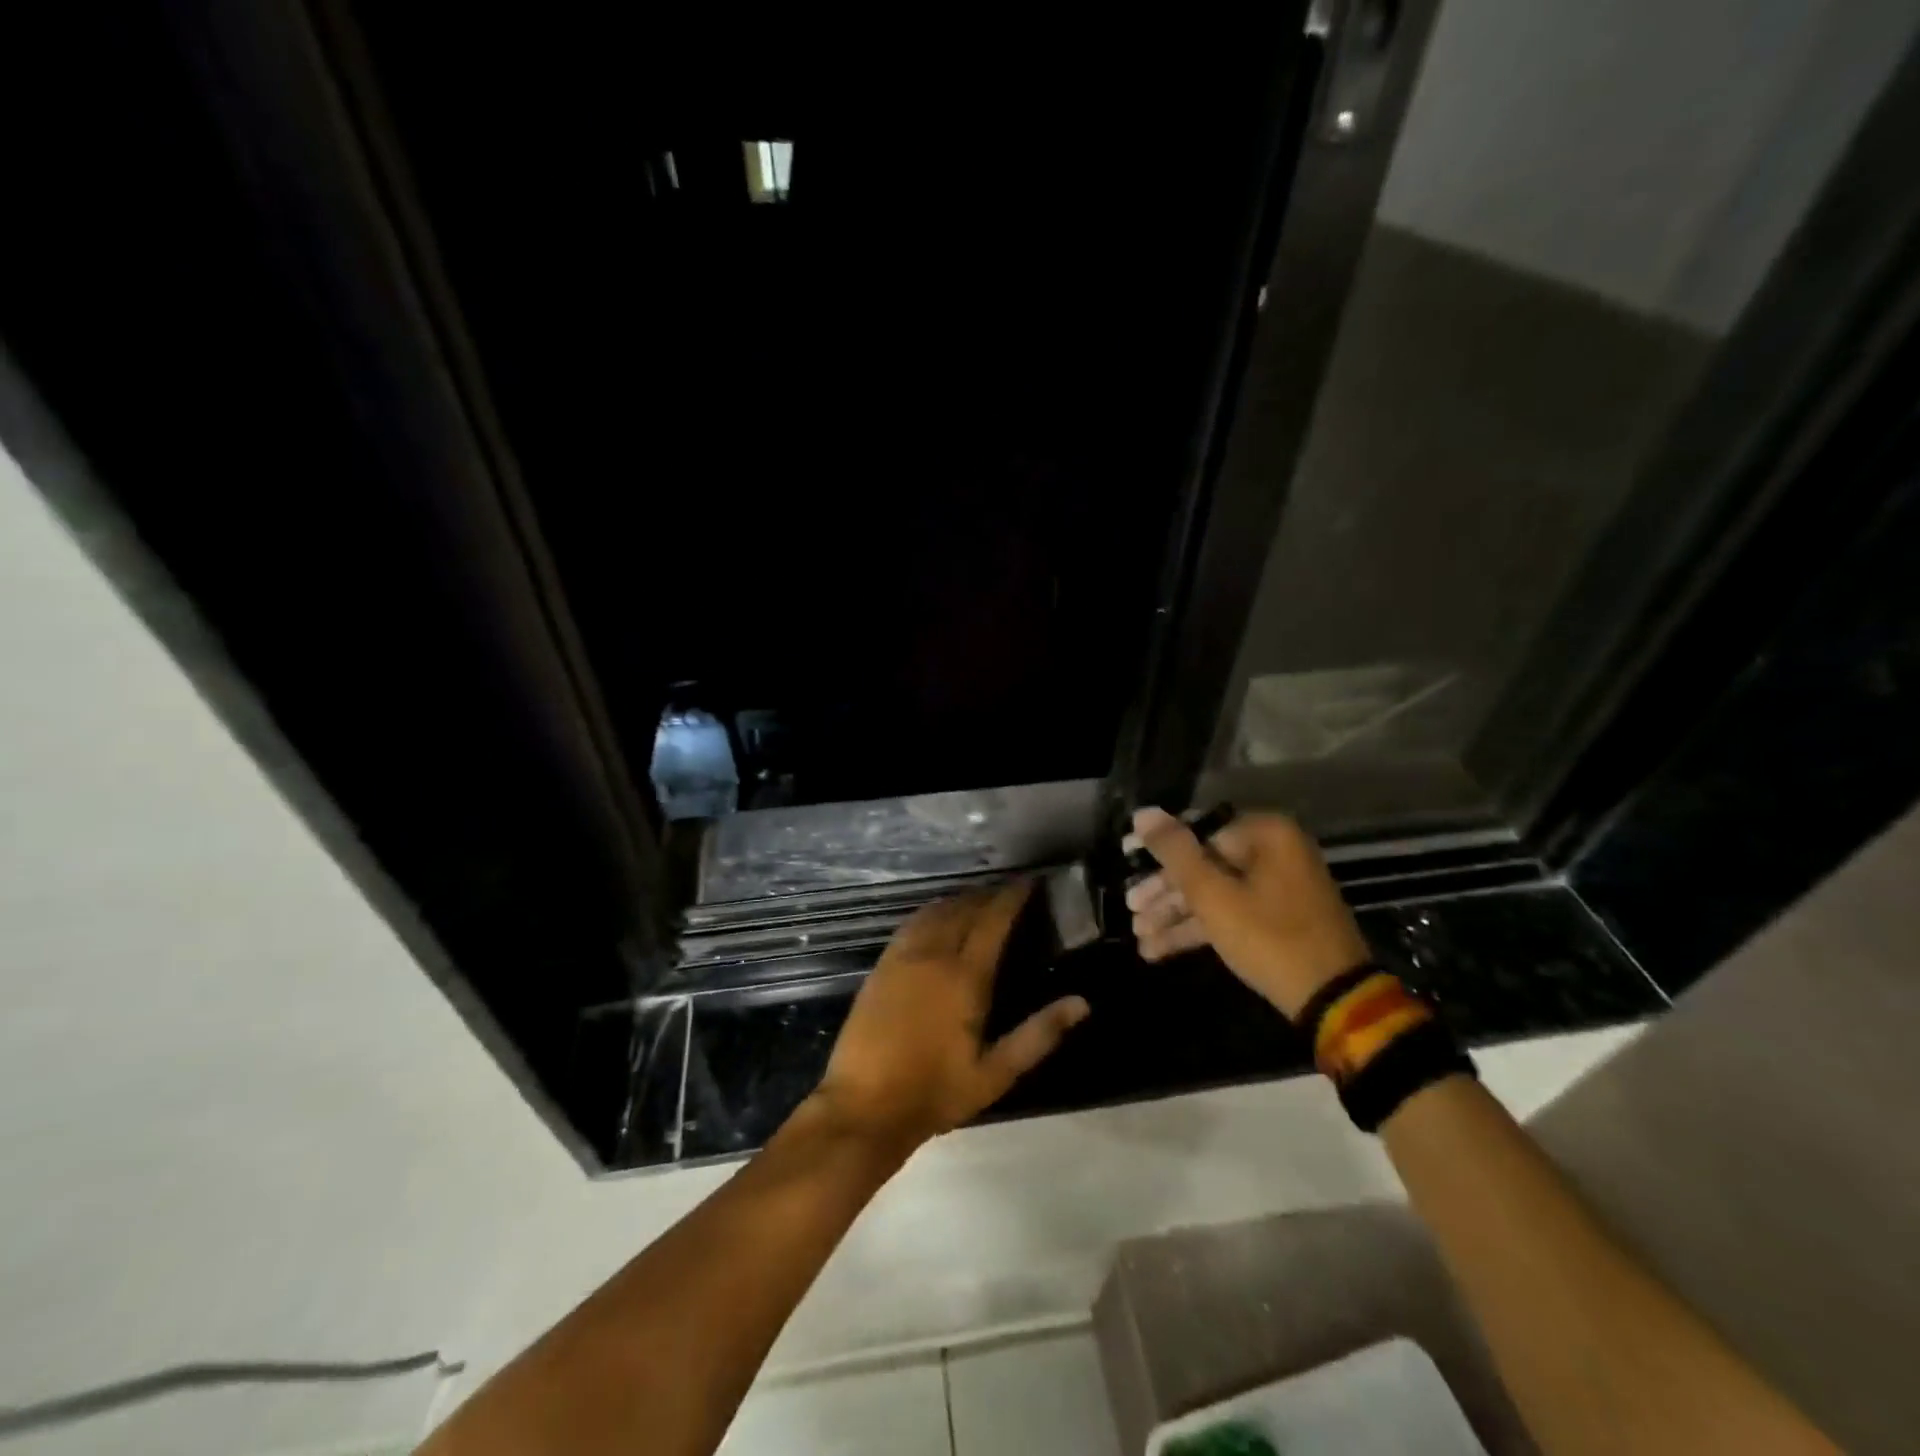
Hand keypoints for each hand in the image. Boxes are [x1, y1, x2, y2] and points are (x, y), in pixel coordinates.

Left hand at [811, 881, 1089, 1150]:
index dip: (1012, 897)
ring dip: (960, 899)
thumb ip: (1039, 1035)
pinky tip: (938, 917)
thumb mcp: (995, 1073)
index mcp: (964, 977)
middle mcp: (933, 955)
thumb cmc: (935, 1092)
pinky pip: (912, 923)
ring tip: (979, 898)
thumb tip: (1081, 1003)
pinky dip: (932, 911)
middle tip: (1009, 891)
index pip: (993, 921)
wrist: (864, 1106)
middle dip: (988, 894)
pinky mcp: (881, 966)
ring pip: (935, 911)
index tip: (1030, 882)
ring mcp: (902, 957)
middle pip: (964, 908)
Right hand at [1125, 807, 1371, 1019]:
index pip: (1198, 831)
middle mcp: (1274, 853)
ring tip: (1138, 936)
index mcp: (1266, 835)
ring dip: (1174, 915)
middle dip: (1164, 892)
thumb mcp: (1213, 895)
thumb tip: (1142, 813)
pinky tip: (1158, 949)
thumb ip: (1175, 851)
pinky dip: (1198, 929)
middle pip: (1204, 864)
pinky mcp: (1276, 921)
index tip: (1126, 858)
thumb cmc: (1269, 937)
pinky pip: (1229, 914)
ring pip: (1214, 893)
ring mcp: (1277, 889)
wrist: (1333, 1001)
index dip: (1159, 848)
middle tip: (1130, 908)